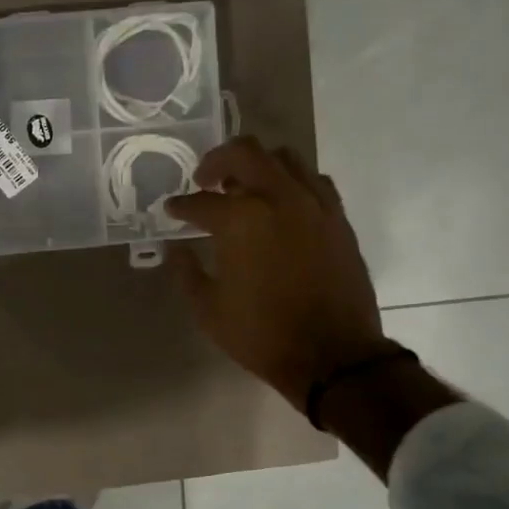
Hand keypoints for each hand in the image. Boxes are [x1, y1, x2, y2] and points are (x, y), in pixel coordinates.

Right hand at [163, 136, 388, 413]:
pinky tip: (281, 203)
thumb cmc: (261, 334)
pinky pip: (313, 180)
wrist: (332, 356)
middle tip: (204, 181)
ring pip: (283, 157)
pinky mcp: (337, 217)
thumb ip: (187, 271)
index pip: (200, 202)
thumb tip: (177, 249)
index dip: (180, 206)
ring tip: (243, 187)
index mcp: (240, 220)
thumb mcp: (208, 309)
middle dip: (215, 161)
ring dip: (256, 165)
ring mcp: (313, 204)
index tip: (171, 210)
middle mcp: (277, 198)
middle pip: (243, 153)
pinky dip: (291, 182)